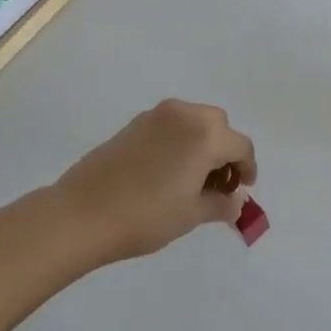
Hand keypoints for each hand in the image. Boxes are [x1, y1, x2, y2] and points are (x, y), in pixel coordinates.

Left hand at [52, 100, 256, 262]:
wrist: (83, 214)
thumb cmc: (146, 216)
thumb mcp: (191, 214)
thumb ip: (220, 204)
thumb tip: (235, 201)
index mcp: (205, 134)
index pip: (240, 146)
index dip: (247, 168)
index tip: (243, 190)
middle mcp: (184, 114)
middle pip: (218, 126)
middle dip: (225, 151)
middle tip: (219, 184)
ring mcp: (156, 115)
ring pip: (193, 121)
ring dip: (202, 143)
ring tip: (194, 179)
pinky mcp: (134, 123)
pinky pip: (170, 125)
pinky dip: (180, 141)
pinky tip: (169, 171)